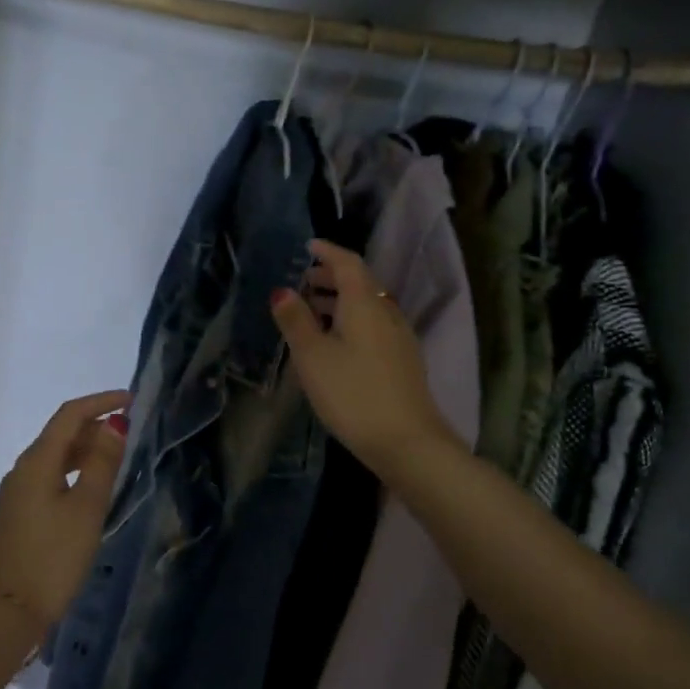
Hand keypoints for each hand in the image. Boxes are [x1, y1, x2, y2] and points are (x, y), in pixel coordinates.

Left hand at [0, 390, 131, 632]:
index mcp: (36, 462)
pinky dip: (71, 473)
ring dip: (83, 451)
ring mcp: (15, 494)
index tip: (130, 401)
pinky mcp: (16, 515)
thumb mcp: (86, 509)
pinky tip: (88, 491)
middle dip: (93, 427)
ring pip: (53, 459)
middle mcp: (21, 470)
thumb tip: (114, 424)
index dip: (100, 403)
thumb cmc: (53, 557)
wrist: (8, 611)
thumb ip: (101, 464)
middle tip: (128, 434)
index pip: (69, 415)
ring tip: (114, 460)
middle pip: (59, 435)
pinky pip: (47, 479)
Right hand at [271, 238, 458, 475]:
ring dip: (340, 300)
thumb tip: (282, 290)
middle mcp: (387, 312)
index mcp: (365, 304)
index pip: (348, 263)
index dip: (327, 252)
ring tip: (313, 311)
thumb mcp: (312, 356)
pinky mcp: (403, 361)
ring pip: (368, 305)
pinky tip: (336, 342)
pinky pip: (374, 325)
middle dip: (331, 277)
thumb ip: (295, 321)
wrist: (407, 442)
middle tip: (303, 281)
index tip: (308, 246)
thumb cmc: (353, 393)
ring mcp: (399, 338)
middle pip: (360, 283)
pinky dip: (351, 320)